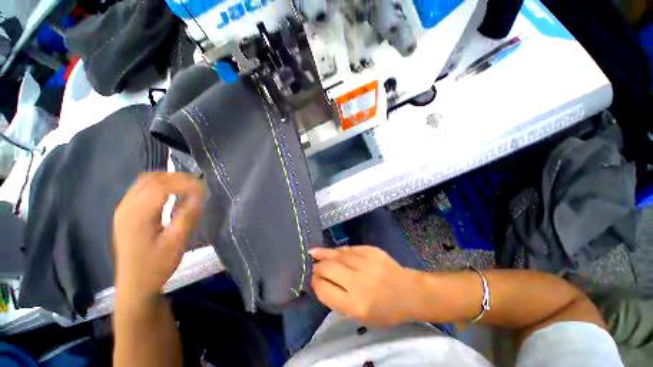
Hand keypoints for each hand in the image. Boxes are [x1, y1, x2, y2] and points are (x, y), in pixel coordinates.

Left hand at [113, 173, 204, 302]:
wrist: (134, 285)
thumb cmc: (156, 265)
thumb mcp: (176, 243)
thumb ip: (187, 216)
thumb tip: (200, 195)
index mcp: (137, 215)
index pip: (161, 186)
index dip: (184, 182)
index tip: (203, 187)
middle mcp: (127, 207)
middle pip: (151, 179)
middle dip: (177, 178)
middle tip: (197, 184)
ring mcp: (124, 209)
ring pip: (144, 181)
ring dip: (167, 179)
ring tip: (187, 186)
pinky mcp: (125, 213)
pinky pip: (141, 189)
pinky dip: (158, 185)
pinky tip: (170, 193)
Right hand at [310, 246, 421, 327]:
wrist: (409, 292)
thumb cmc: (385, 311)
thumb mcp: (361, 317)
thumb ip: (339, 300)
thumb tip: (321, 282)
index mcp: (356, 304)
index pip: (325, 290)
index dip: (315, 284)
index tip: (313, 280)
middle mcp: (359, 282)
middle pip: (328, 269)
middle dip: (317, 267)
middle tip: (313, 267)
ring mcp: (366, 263)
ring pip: (337, 255)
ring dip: (323, 254)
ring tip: (313, 252)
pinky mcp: (372, 251)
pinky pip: (349, 249)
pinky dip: (338, 251)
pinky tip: (332, 251)